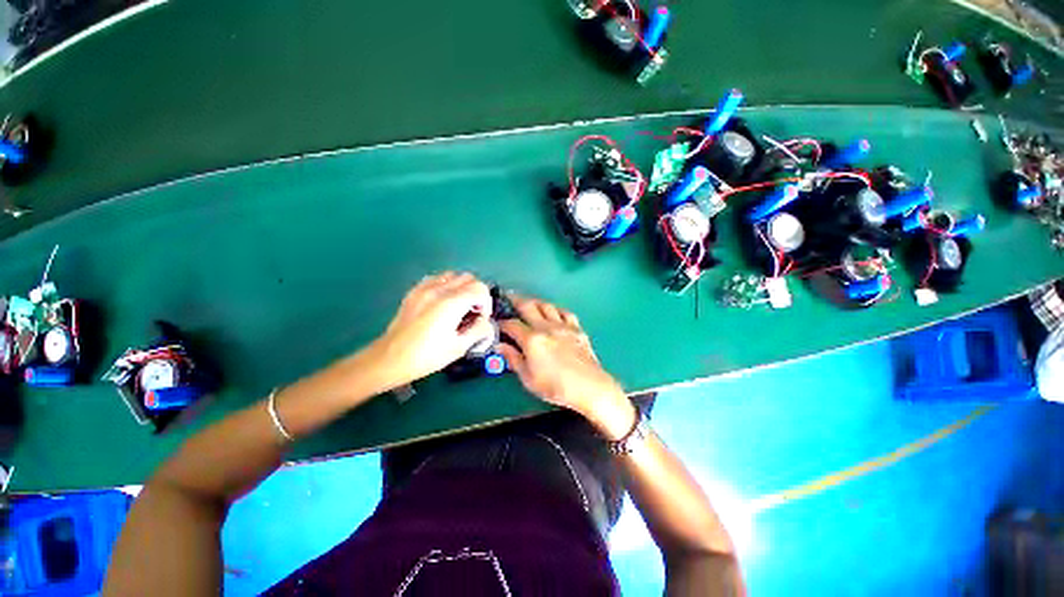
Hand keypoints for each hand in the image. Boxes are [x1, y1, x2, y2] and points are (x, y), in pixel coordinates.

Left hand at [375, 272, 494, 385]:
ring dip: (462, 287)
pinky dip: (446, 285)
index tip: (481, 319)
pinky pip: (437, 278)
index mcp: (451, 303)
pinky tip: (443, 302)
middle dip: (477, 293)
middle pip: (469, 278)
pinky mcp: (414, 291)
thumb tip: (486, 321)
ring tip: (459, 305)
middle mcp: (439, 289)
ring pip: (453, 275)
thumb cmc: (426, 356)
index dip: (486, 303)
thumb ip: (479, 330)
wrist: (390, 359)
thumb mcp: (459, 348)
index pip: (480, 288)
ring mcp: (424, 288)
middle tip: (473, 312)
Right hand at [499, 296, 635, 438]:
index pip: (512, 325)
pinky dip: (556, 310)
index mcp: (532, 340)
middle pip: (528, 306)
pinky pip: (565, 313)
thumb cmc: (556, 387)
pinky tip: (555, 313)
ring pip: (547, 306)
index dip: (502, 323)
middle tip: (509, 297)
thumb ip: (514, 359)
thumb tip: (500, 347)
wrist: (589, 387)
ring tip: (530, 303)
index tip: (498, 323)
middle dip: (516, 300)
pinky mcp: (577, 329)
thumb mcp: (528, 379)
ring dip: (536, 302)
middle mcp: (547, 327)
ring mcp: (563, 326)